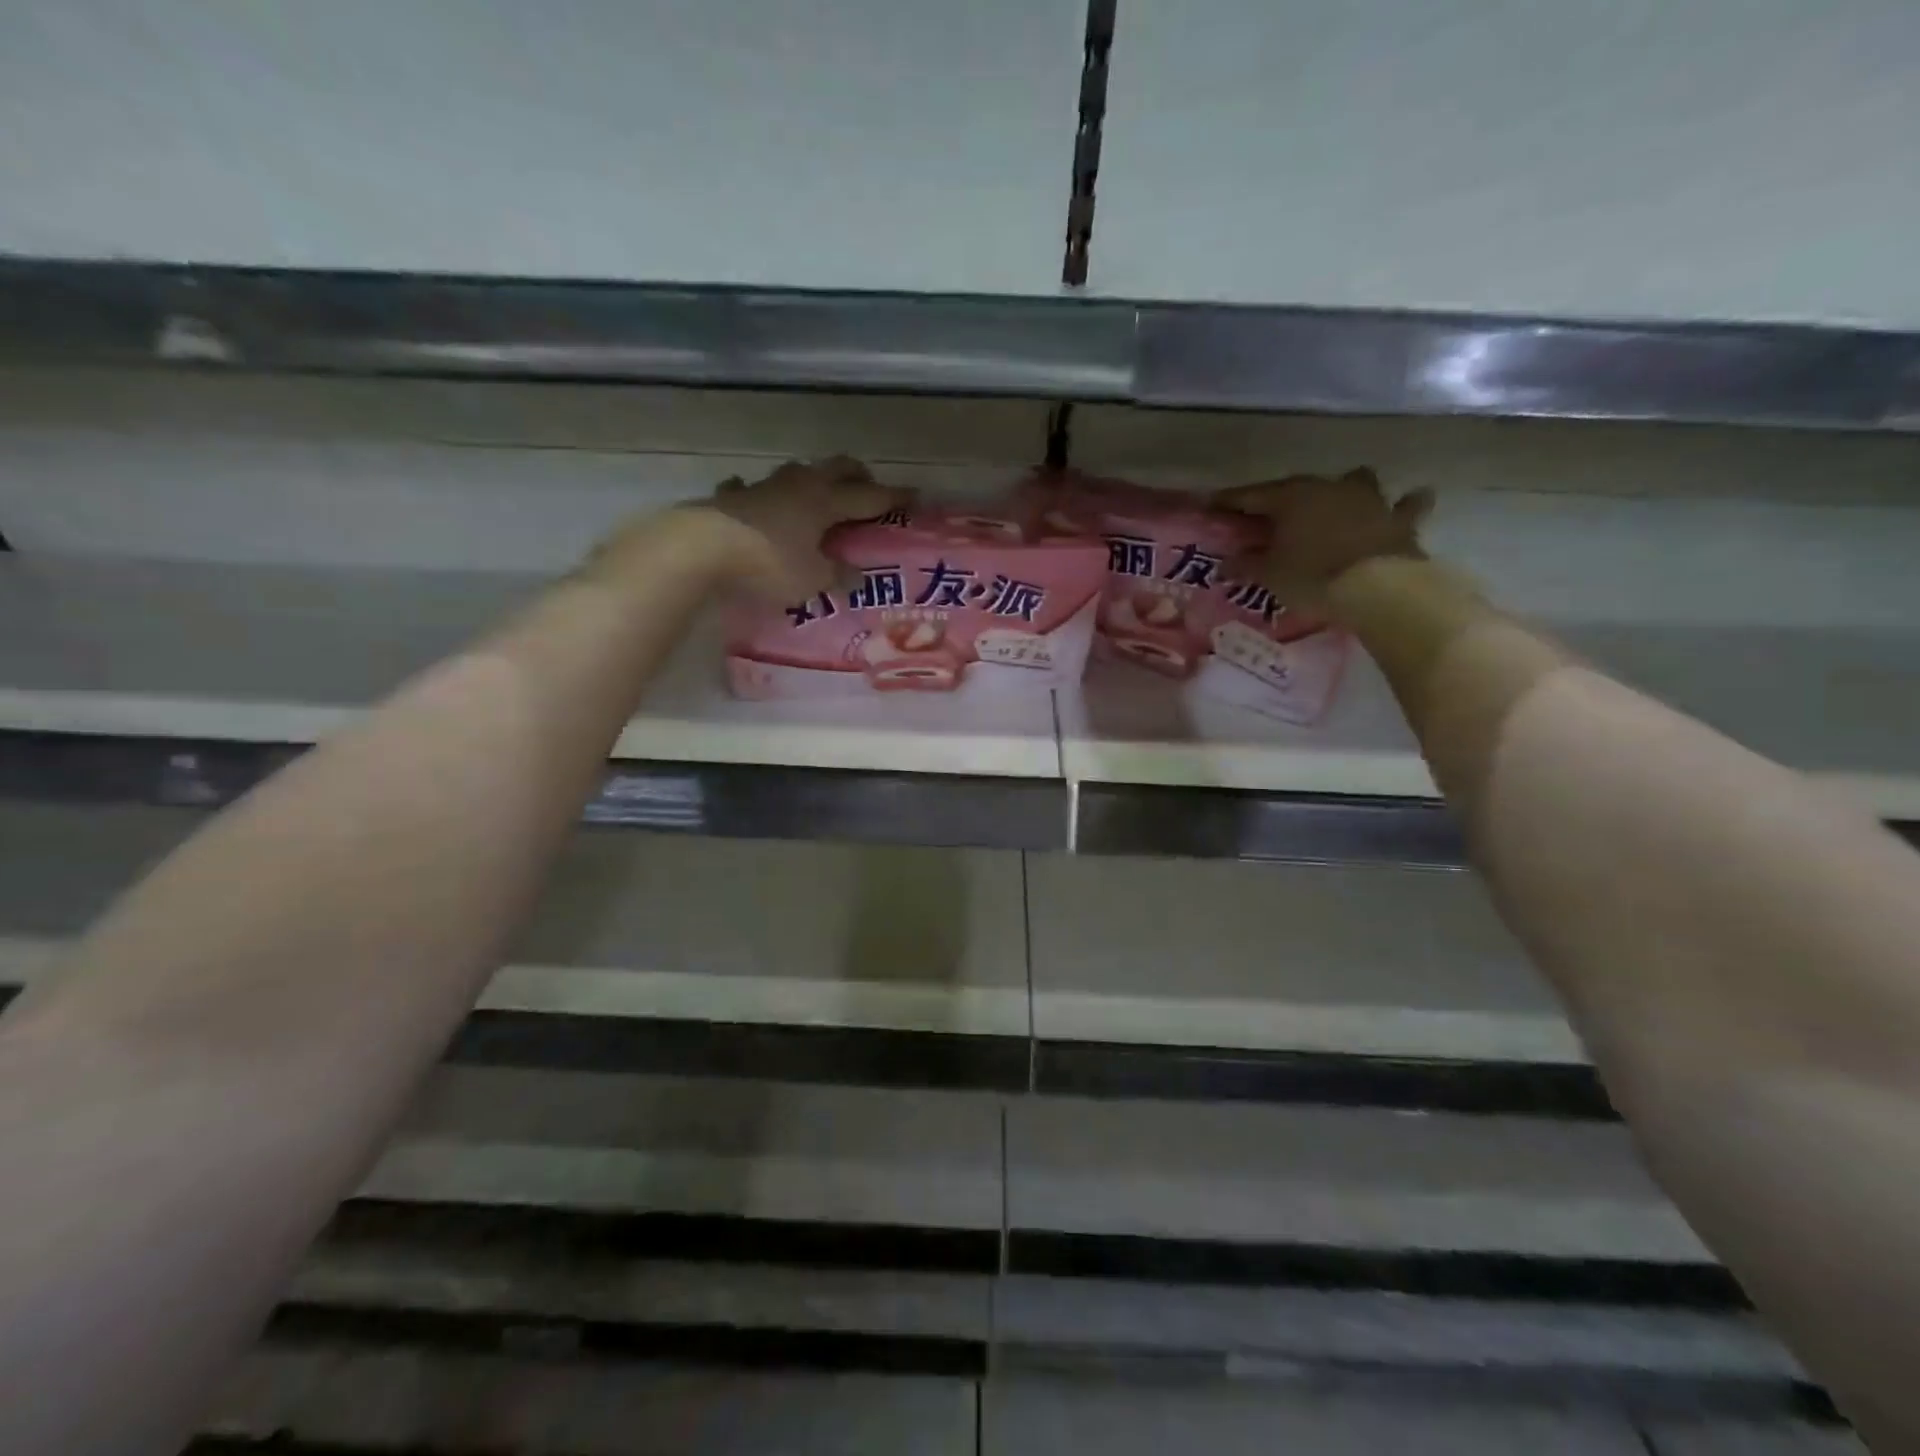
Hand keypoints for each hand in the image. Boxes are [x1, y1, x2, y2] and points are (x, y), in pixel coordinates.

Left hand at [587, 457, 907, 600]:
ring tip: (817, 495)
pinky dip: (759, 496)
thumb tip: (856, 577)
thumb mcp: (811, 580)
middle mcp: (798, 485)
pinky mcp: (731, 497)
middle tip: (868, 488)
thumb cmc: (768, 564)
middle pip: (835, 468)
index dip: (894, 497)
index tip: (915, 495)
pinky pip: (750, 490)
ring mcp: (762, 487)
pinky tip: (755, 502)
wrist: (701, 548)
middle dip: (856, 475)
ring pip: (796, 473)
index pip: (869, 497)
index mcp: (825, 502)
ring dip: (812, 480)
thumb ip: (836, 576)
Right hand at [1215, 468, 1431, 605]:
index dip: (1229, 501)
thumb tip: (1223, 565)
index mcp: (1292, 496)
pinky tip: (1409, 501)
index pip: (1251, 495)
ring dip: (1346, 489)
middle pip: (1298, 487)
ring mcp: (1369, 499)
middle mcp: (1329, 487)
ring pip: (1356, 481)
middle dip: (1281, 499)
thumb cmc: (1313, 576)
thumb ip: (1245, 566)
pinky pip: (1405, 506)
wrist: (1380, 588)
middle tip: (1267, 515)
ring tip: (1339, 500)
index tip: (1212, 505)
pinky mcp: (1399, 519)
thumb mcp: (1270, 575)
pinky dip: (1405, 505)